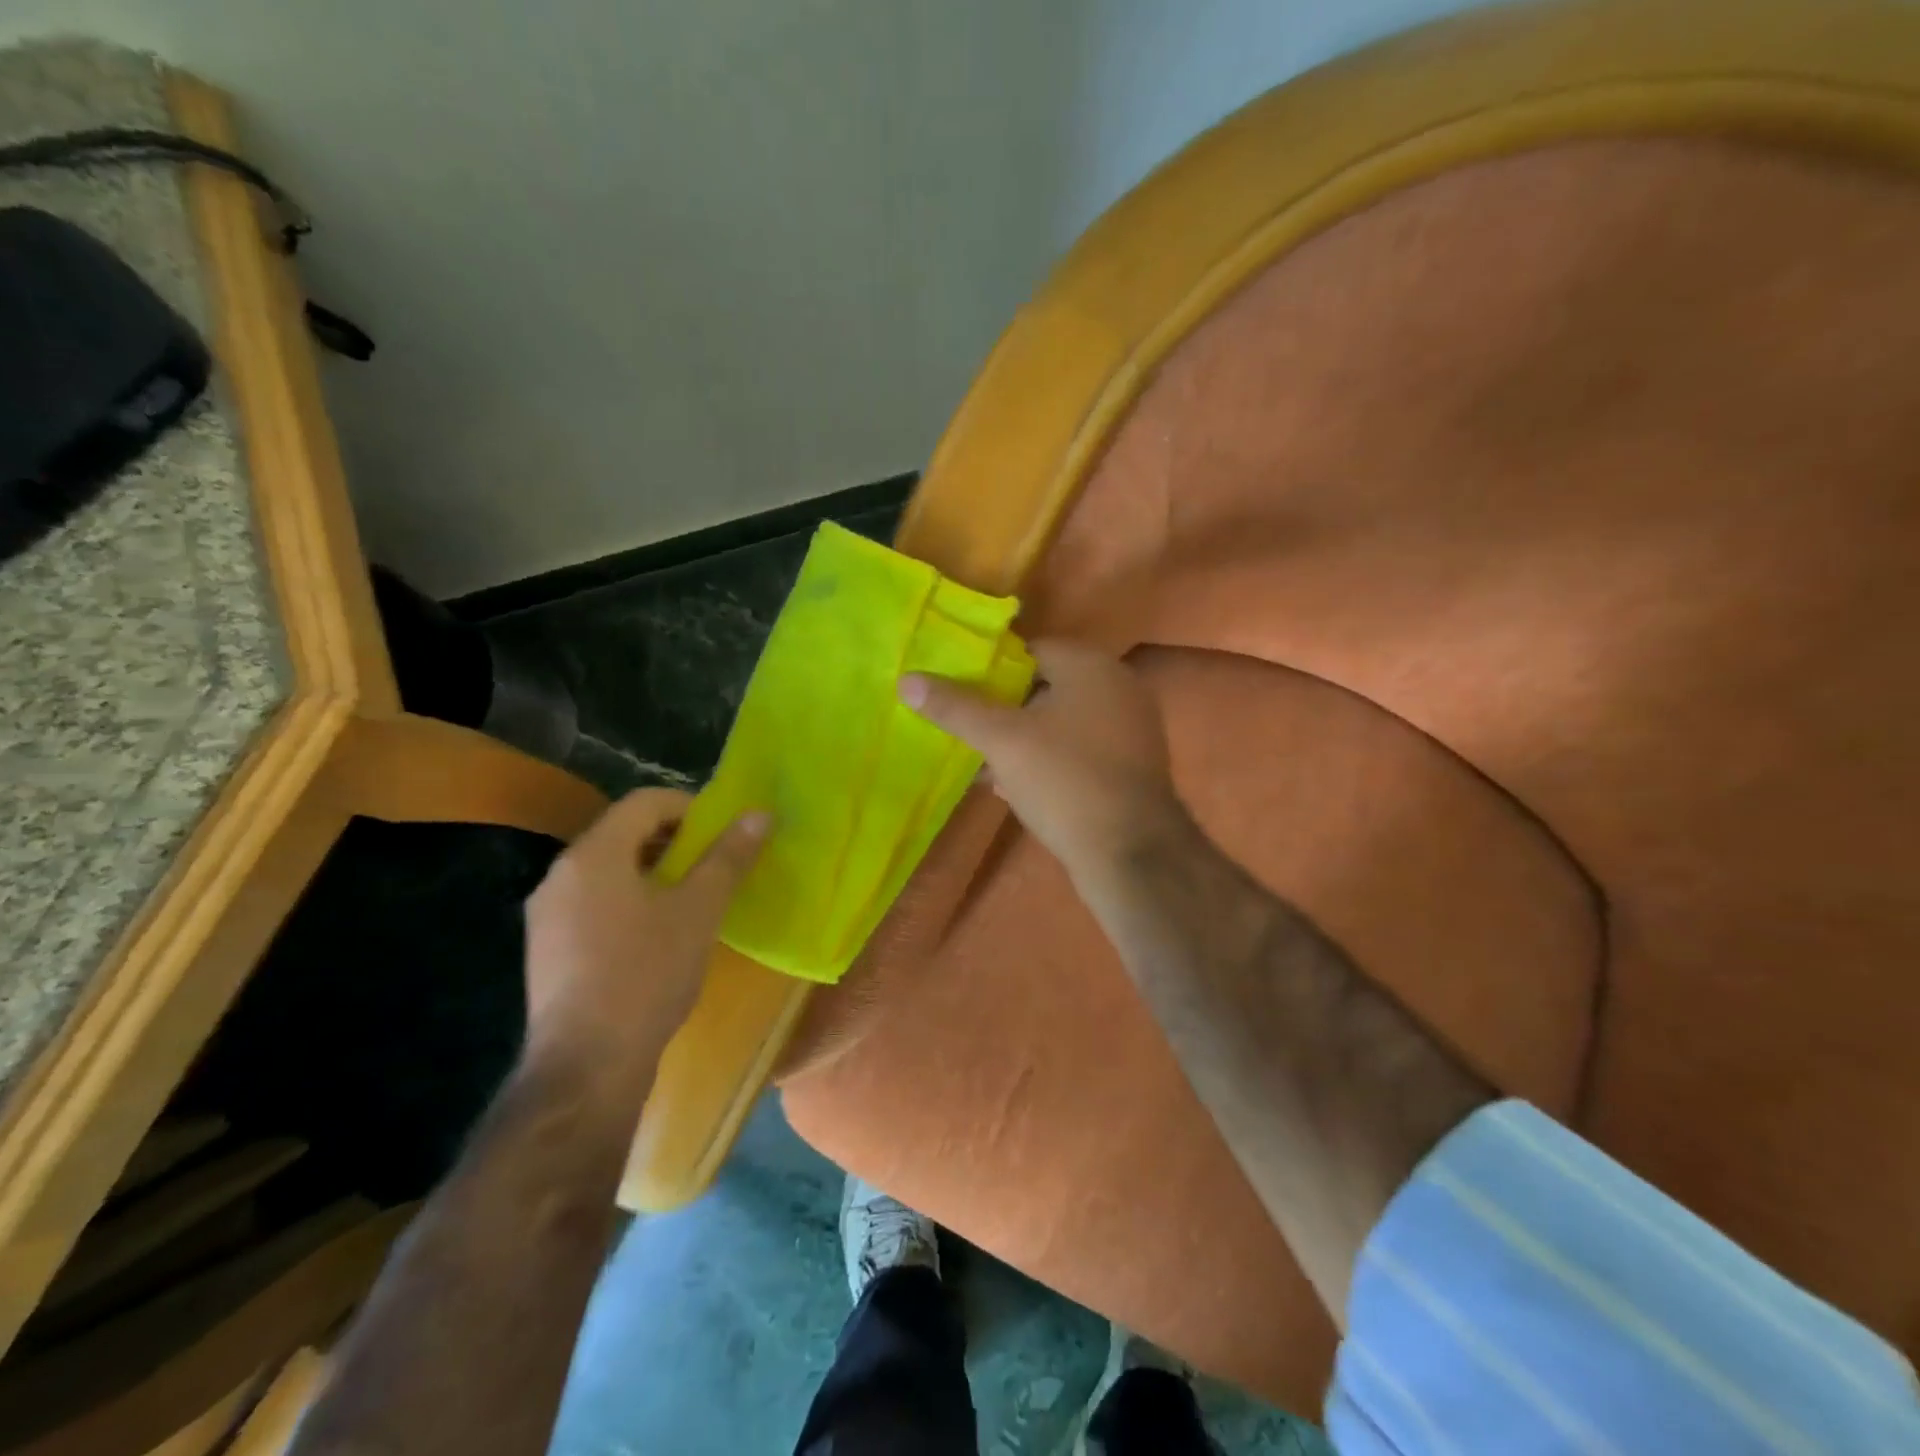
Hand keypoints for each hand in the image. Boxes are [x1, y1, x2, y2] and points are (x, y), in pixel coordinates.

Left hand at [522, 789, 766, 1102]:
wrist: (587, 1065)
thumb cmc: (647, 974)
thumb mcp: (699, 910)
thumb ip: (728, 857)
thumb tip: (759, 813)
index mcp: (593, 853)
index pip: (645, 801)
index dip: (691, 807)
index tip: (723, 835)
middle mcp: (560, 873)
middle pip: (624, 833)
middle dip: (674, 842)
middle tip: (714, 867)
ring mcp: (546, 914)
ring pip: (609, 870)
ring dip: (653, 873)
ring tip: (691, 901)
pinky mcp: (546, 949)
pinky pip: (594, 903)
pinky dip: (629, 901)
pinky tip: (656, 937)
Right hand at [900, 640, 1184, 885]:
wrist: (1130, 853)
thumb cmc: (1064, 780)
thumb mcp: (1001, 740)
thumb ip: (955, 708)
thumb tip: (907, 680)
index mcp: (1092, 666)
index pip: (1030, 650)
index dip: (991, 672)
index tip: (960, 696)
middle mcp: (1119, 687)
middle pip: (1045, 687)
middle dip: (1005, 710)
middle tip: (970, 732)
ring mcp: (1132, 728)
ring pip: (1061, 723)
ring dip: (1024, 739)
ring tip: (985, 764)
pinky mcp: (1132, 765)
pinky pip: (1080, 750)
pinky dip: (1050, 761)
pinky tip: (1017, 788)